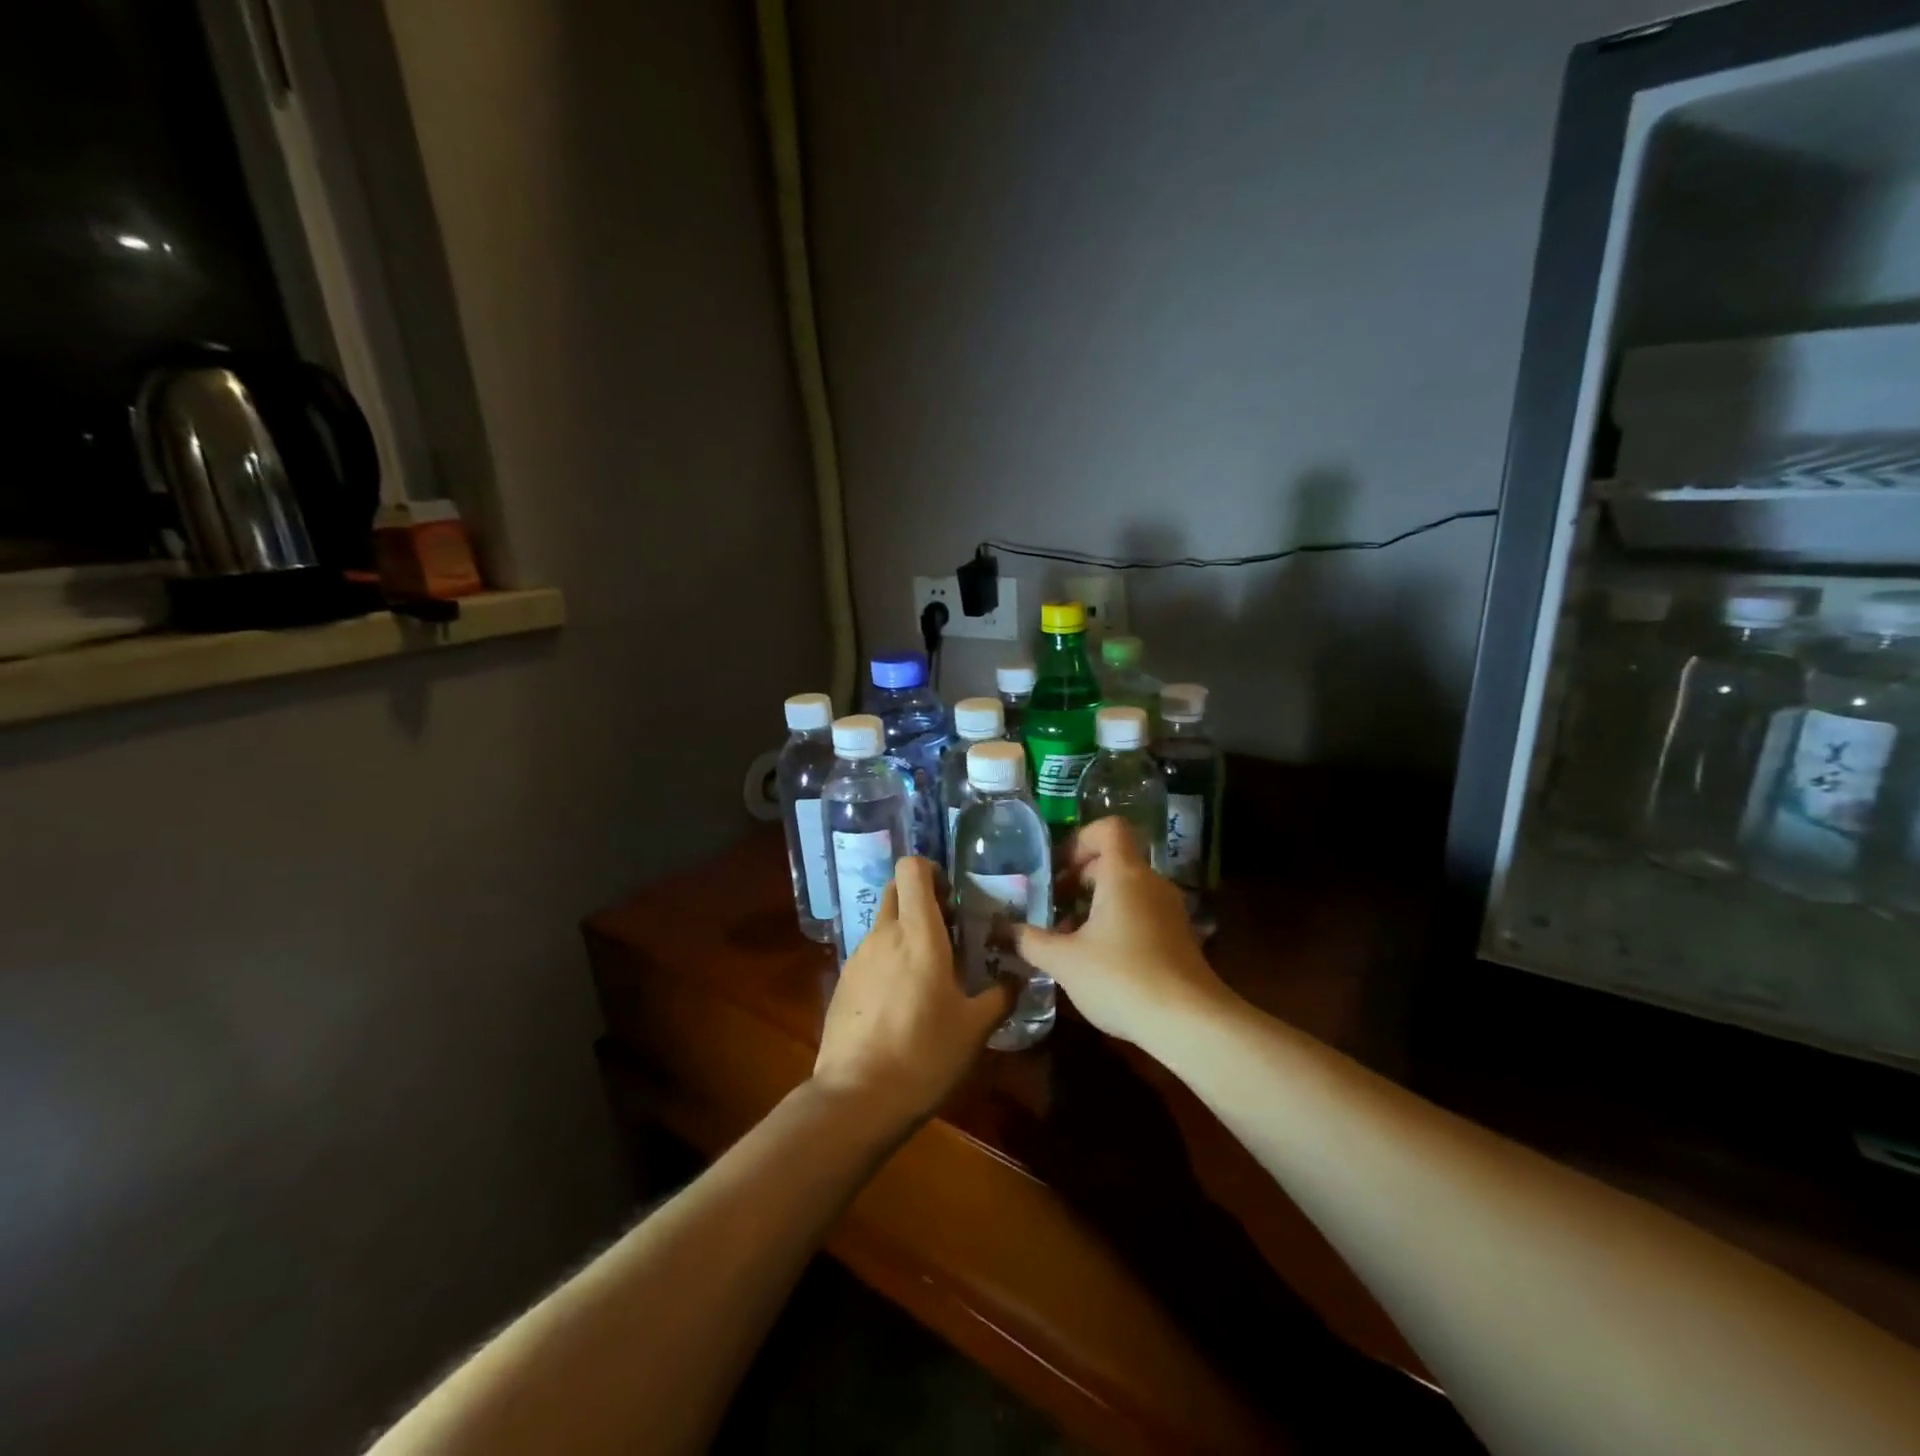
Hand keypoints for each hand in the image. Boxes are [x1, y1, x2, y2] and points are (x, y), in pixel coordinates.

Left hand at [813, 857, 1013, 1131]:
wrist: (856, 1098)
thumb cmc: (924, 1054)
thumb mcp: (975, 1028)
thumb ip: (1001, 996)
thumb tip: (1019, 978)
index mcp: (918, 933)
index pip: (912, 868)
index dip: (931, 870)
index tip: (952, 896)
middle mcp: (884, 934)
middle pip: (895, 889)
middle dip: (919, 897)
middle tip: (947, 929)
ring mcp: (858, 957)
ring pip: (882, 923)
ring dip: (904, 931)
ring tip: (929, 971)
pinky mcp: (843, 982)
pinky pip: (869, 954)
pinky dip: (888, 959)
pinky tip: (902, 1000)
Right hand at [1018, 817, 1230, 1048]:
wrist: (1189, 1023)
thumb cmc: (1121, 977)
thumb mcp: (1065, 961)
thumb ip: (1031, 941)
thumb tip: (1003, 930)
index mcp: (1124, 874)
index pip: (1108, 829)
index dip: (1079, 840)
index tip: (1057, 870)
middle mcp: (1150, 883)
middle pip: (1114, 861)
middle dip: (1079, 878)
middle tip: (1051, 906)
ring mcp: (1169, 910)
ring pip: (1127, 890)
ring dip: (1095, 904)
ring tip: (1068, 937)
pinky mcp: (1179, 938)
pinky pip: (1141, 913)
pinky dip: (1116, 923)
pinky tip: (1097, 959)